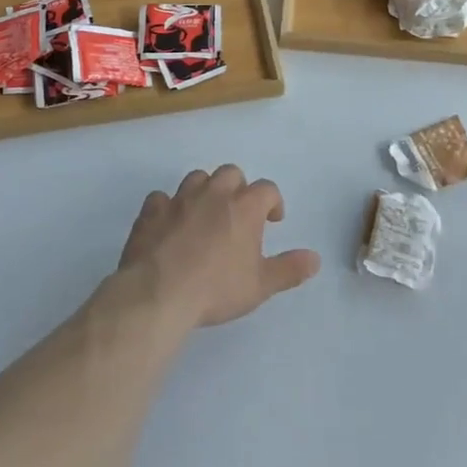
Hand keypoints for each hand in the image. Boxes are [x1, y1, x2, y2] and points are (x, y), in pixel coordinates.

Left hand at [119, 165, 320, 328]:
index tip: (272, 221)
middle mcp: (213, 193)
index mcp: (244, 207)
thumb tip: (315, 258)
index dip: (273, 202)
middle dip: (238, 189)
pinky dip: (168, 207)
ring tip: (205, 215)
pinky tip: (169, 224)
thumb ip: (289, 269)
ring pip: (197, 178)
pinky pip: (161, 198)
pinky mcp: (151, 211)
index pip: (267, 189)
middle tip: (238, 215)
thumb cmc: (217, 289)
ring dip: (204, 191)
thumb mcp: (261, 286)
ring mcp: (179, 199)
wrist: (159, 293)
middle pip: (231, 173)